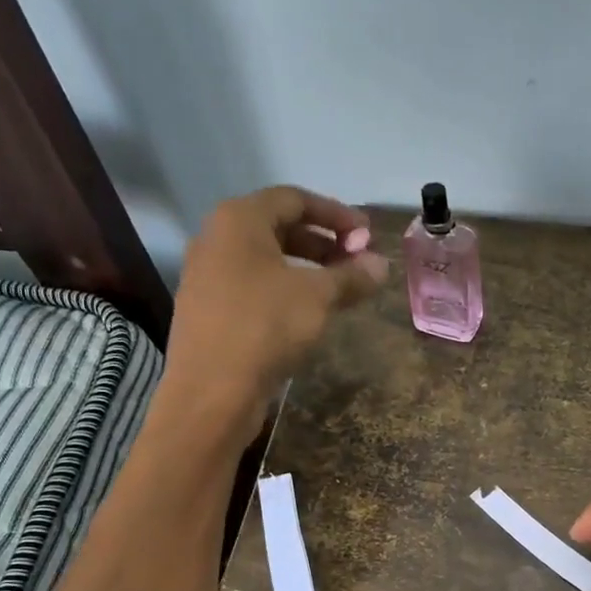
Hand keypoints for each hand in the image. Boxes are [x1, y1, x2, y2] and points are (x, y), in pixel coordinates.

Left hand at [159, 186, 388, 435]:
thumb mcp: (318, 297)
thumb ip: (352, 275)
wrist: (212, 390)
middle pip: (279, 228)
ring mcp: (208, 275)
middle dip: (324, 242)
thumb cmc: (266, 327)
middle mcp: (217, 238)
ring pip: (267, 260)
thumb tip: (381, 264)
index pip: (295, 199)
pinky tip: (308, 315)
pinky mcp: (209, 309)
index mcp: (239, 219)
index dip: (337, 214)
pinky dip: (286, 290)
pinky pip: (255, 286)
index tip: (368, 235)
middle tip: (357, 263)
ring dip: (307, 270)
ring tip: (339, 291)